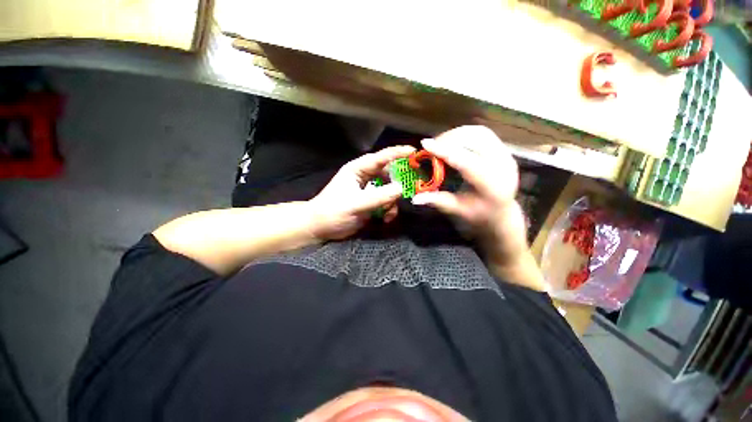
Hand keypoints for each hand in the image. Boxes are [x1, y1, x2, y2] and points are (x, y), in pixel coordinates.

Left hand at [309, 145, 414, 239]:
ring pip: (389, 190)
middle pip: (388, 174)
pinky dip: (389, 209)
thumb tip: (401, 188)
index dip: (397, 153)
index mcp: (357, 170)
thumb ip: (379, 196)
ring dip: (392, 201)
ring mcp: (368, 190)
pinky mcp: (370, 202)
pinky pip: (386, 201)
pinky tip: (386, 219)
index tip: (414, 151)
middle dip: (398, 183)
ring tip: (389, 213)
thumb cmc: (333, 211)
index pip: (380, 158)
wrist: (321, 227)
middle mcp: (364, 177)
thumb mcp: (356, 204)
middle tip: (410, 190)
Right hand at [411, 126, 531, 275]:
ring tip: (440, 143)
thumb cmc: (479, 214)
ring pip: (479, 132)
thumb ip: (437, 201)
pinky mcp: (504, 149)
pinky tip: (453, 142)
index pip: (467, 162)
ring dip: (456, 134)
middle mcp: (504, 166)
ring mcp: (507, 155)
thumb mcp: (457, 210)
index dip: (445, 151)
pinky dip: (464, 134)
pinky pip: (482, 133)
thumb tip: (414, 199)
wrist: (502, 212)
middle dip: (449, 139)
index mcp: (492, 186)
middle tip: (431, 146)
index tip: (425, 144)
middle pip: (475, 140)